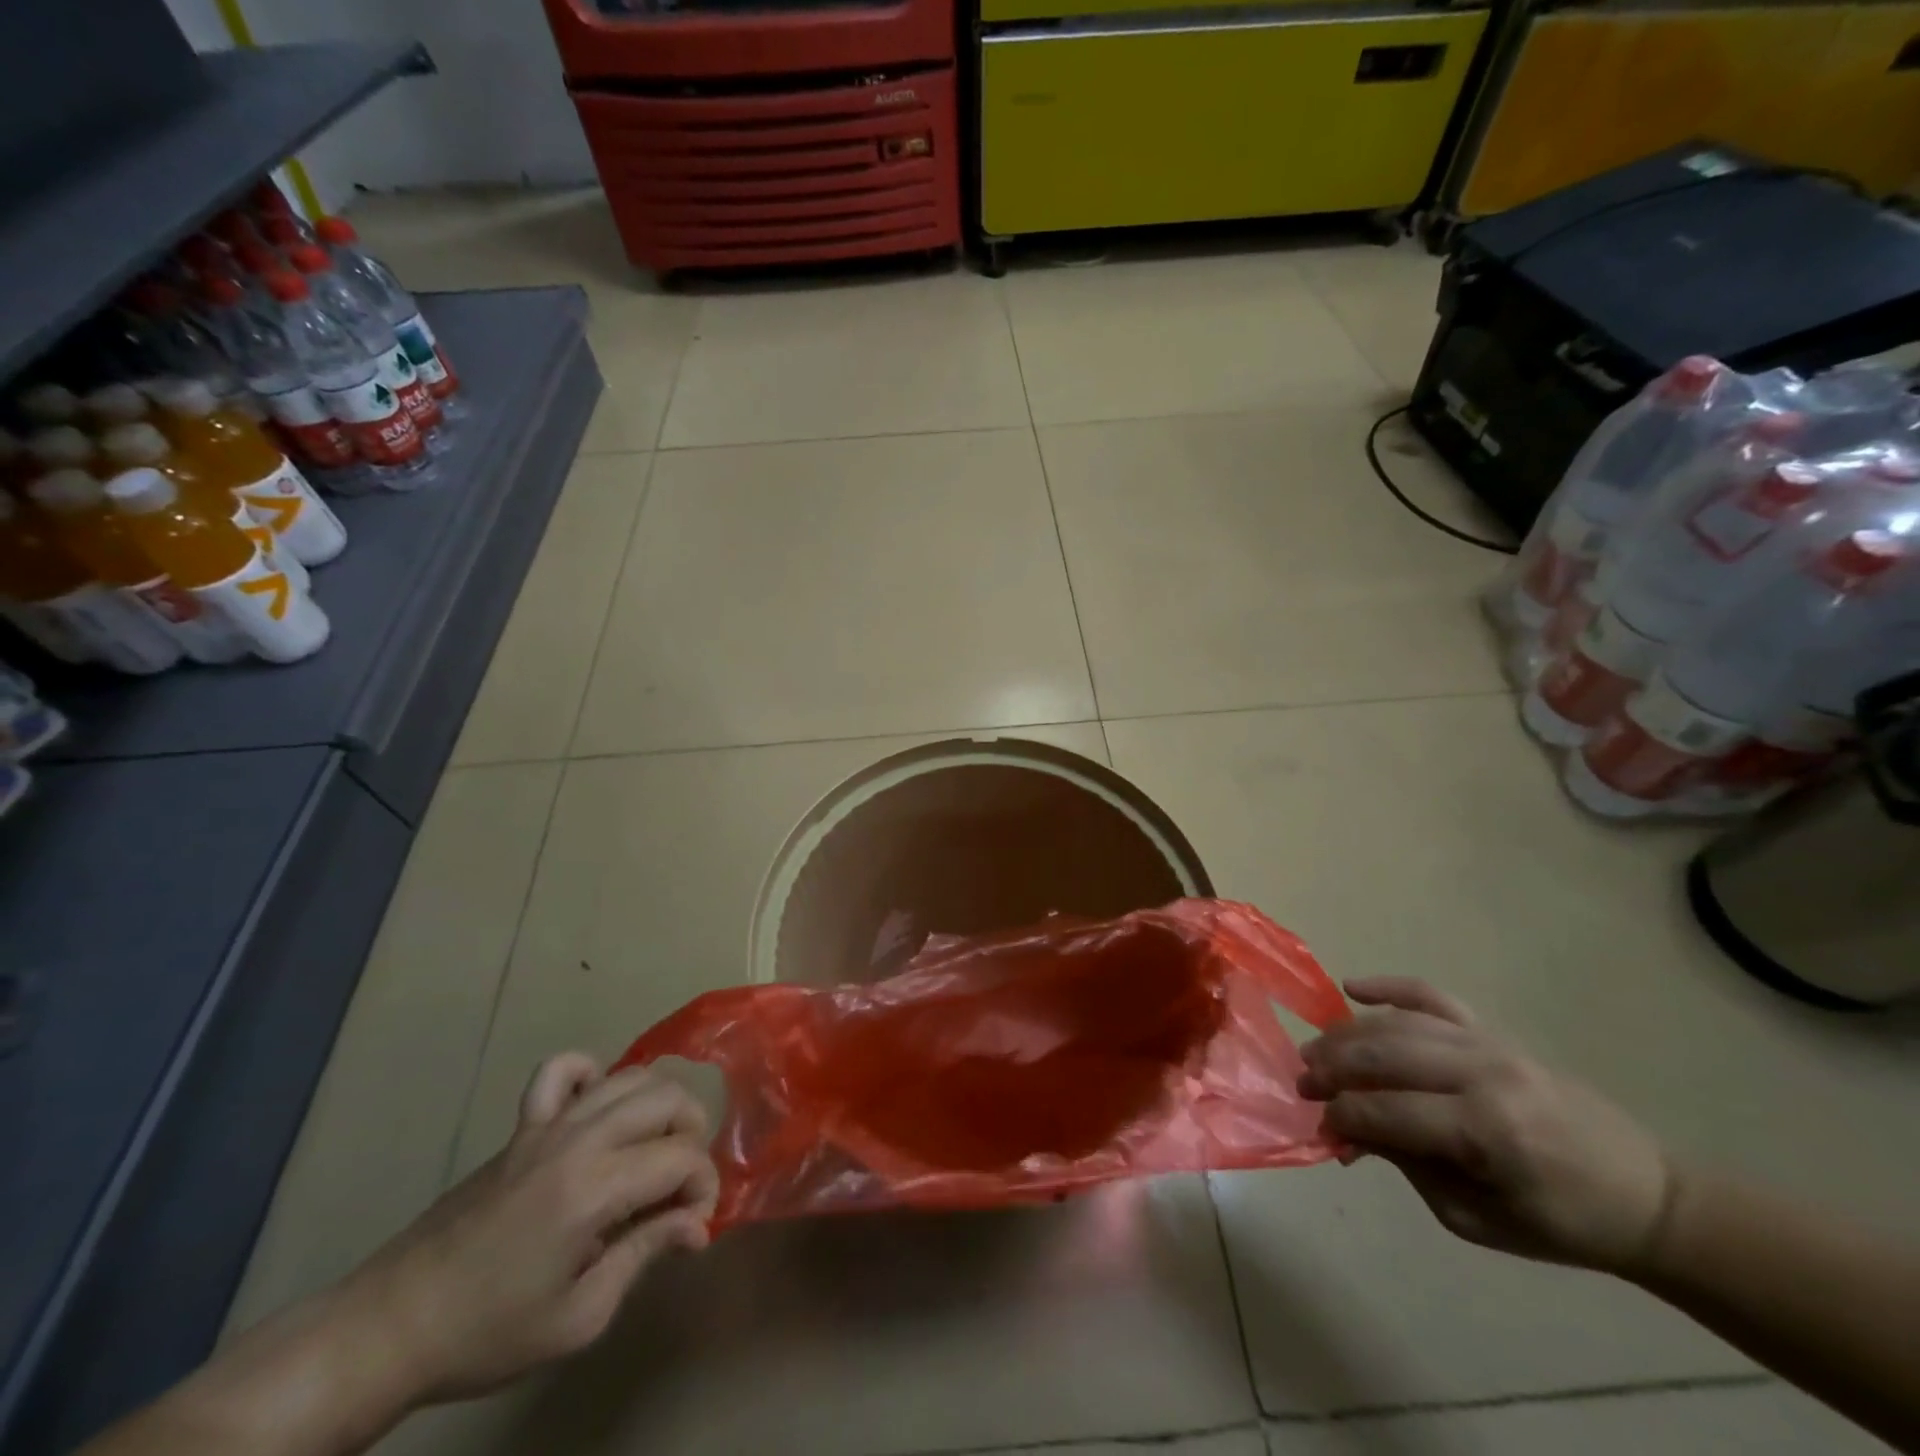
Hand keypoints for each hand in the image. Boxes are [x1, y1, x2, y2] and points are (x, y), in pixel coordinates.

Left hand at [340, 1053, 719, 1405]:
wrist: (392, 1326)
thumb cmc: (488, 1331)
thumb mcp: (578, 1318)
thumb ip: (645, 1254)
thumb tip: (697, 1224)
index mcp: (595, 1189)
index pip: (682, 1157)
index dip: (703, 1185)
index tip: (693, 1223)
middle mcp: (579, 1140)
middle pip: (666, 1098)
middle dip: (691, 1134)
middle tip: (678, 1184)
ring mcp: (548, 1125)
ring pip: (629, 1076)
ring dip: (658, 1104)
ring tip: (652, 1146)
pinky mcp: (522, 1125)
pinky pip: (563, 1069)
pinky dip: (591, 1074)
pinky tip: (596, 1107)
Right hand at [1299, 978, 1673, 1273]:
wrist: (1644, 1195)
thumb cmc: (1558, 1222)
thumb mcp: (1474, 1216)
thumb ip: (1407, 1164)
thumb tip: (1348, 1130)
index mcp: (1485, 1130)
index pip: (1386, 1111)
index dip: (1344, 1117)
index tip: (1321, 1127)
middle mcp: (1482, 1074)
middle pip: (1382, 1055)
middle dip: (1332, 1067)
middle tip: (1304, 1083)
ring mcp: (1488, 1044)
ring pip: (1397, 1024)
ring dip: (1347, 1033)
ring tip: (1317, 1050)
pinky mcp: (1494, 1032)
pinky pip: (1432, 996)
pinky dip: (1389, 987)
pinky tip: (1351, 987)